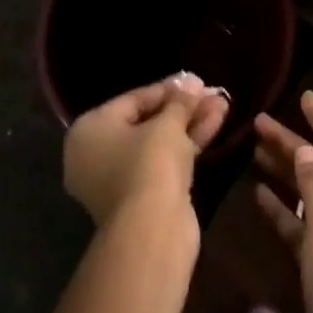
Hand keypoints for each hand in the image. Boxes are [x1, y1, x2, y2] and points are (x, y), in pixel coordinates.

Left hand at [63, 73, 228, 228]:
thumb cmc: (149, 163)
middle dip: (183, 108)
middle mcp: (96, 155)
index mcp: (89, 131)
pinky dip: (187, 146)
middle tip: (212, 94)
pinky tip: (216, 125)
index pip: (132, 100)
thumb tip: (191, 83)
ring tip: (223, 105)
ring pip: (159, 144)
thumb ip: (180, 101)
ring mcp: (118, 180)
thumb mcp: (167, 124)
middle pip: (146, 122)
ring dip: (191, 124)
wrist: (152, 231)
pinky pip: (164, 163)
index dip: (168, 89)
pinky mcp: (141, 199)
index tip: (196, 81)